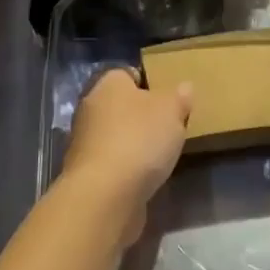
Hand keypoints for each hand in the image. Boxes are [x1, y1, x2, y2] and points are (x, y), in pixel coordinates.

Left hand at [62, 69, 191, 242]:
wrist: (105, 195)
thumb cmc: (139, 139)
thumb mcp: (171, 111)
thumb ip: (179, 97)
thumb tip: (184, 87)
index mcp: (108, 84)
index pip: (129, 74)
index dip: (151, 84)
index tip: (171, 100)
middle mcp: (91, 108)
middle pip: (123, 106)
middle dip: (143, 116)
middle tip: (170, 127)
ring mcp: (86, 142)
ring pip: (117, 135)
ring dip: (135, 144)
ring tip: (162, 155)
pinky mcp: (88, 173)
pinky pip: (114, 162)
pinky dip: (128, 168)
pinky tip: (146, 178)